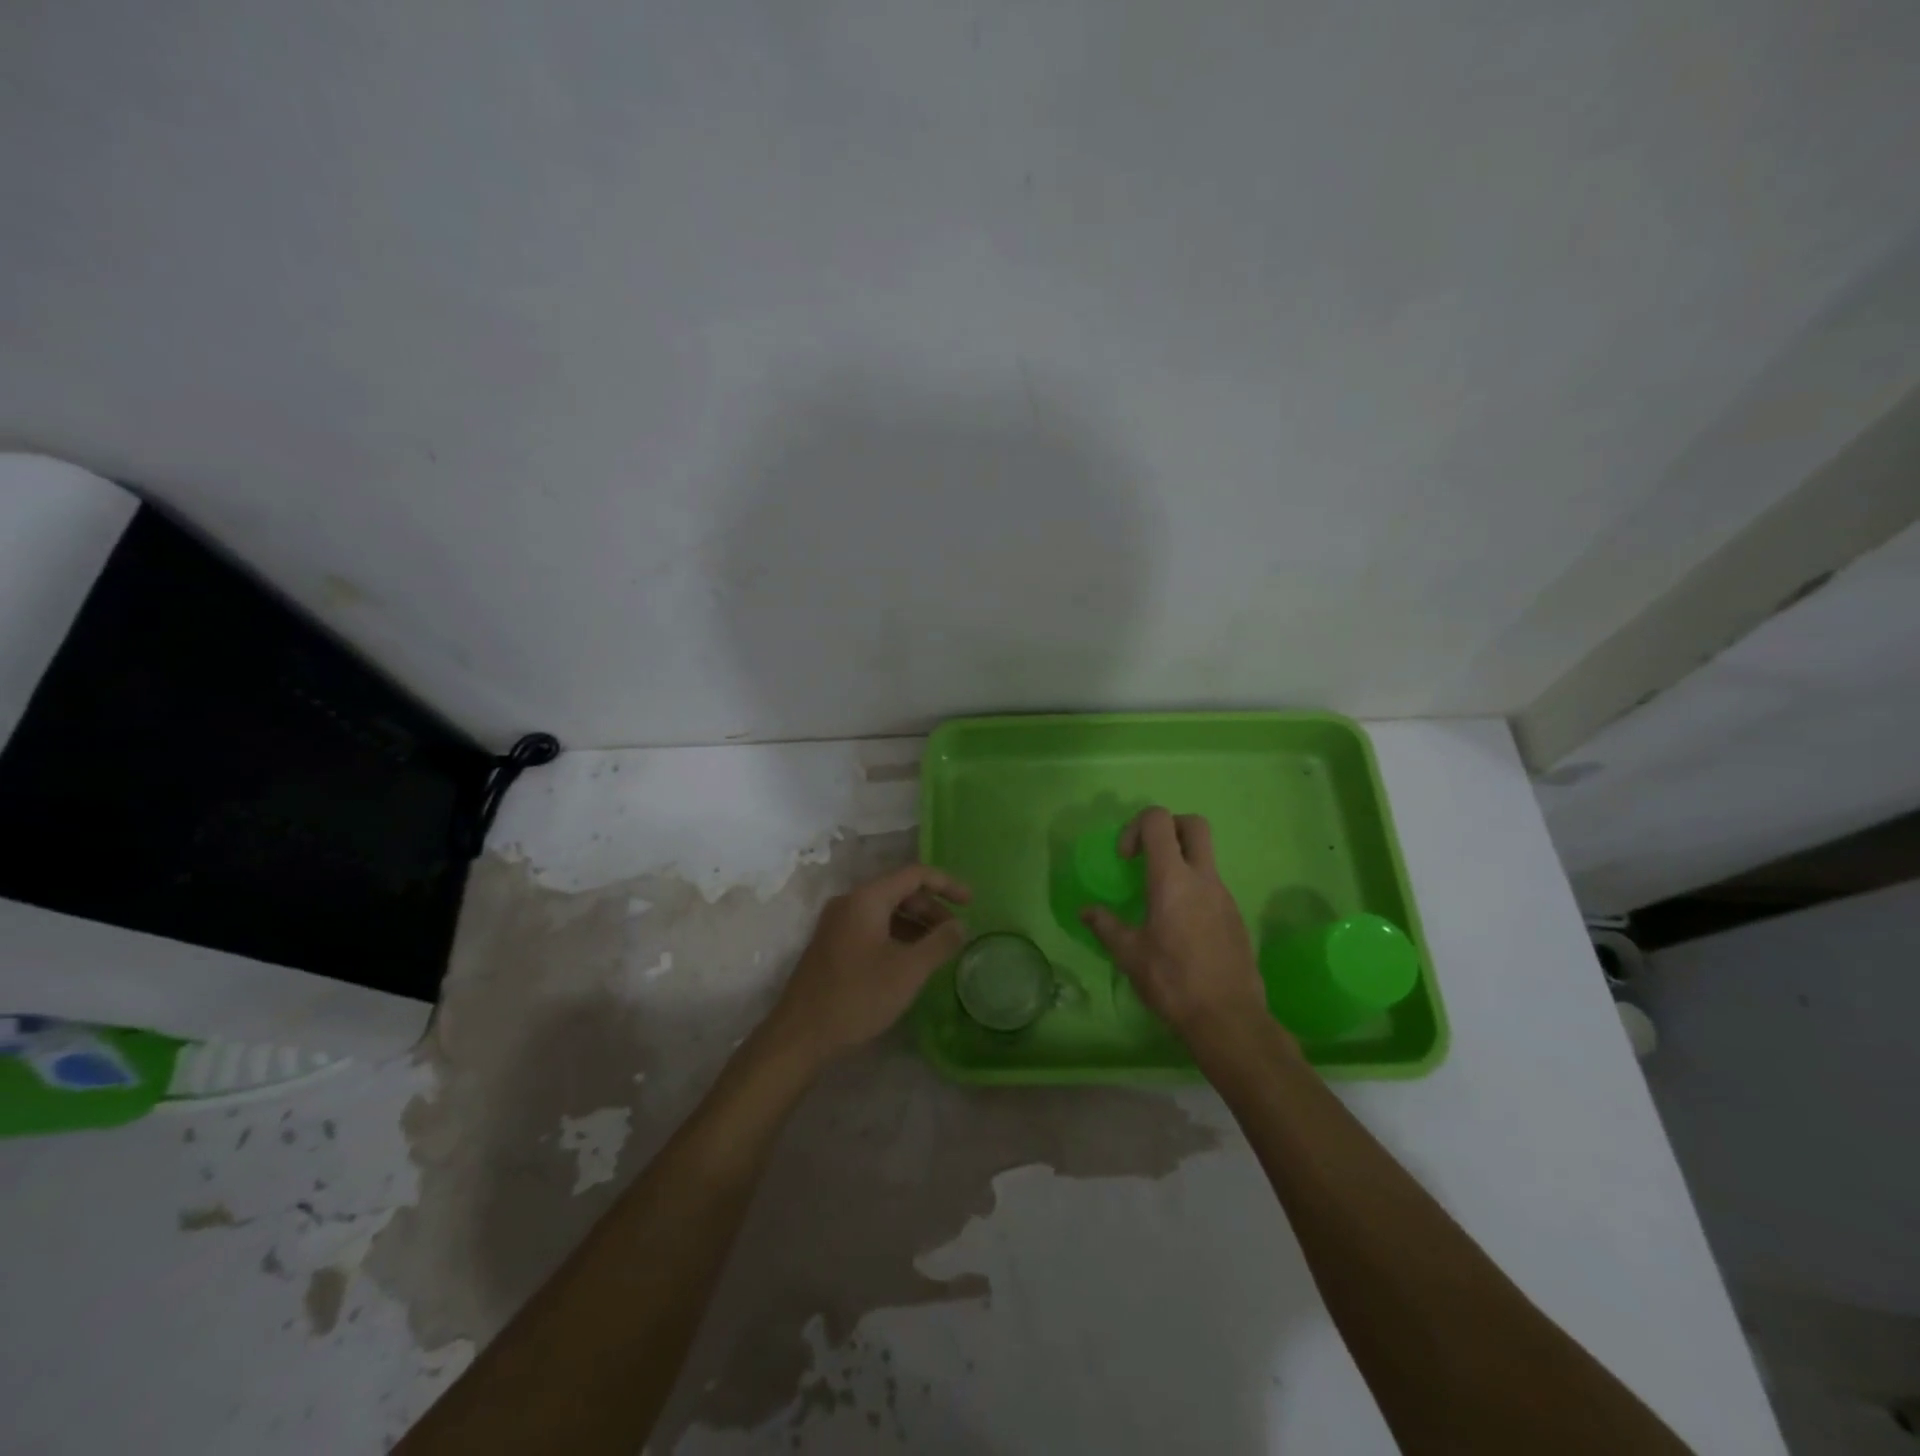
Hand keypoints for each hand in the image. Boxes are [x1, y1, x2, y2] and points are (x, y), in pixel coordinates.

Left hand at [766, 864, 971, 1064]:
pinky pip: (871, 927)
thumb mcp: (908, 971)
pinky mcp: (831, 945)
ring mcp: (837, 924)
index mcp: (866, 899)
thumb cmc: (858, 997)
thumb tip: (959, 926)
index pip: (914, 874)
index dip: (946, 884)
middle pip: (899, 890)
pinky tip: (909, 961)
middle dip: (931, 908)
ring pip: (885, 911)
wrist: (800, 1036)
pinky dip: (896, 935)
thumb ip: (939, 943)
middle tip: (955, 933)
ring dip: (915, 923)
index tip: (972, 903)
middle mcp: (849, 902)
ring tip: (937, 949)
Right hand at [1081, 808, 1273, 1054]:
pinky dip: (1194, 890)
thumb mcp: (1129, 954)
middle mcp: (1203, 878)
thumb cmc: (1172, 981)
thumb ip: (1106, 926)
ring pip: (1206, 857)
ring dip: (1181, 862)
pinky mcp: (1236, 916)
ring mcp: (1225, 896)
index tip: (1126, 858)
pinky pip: (1213, 886)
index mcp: (1172, 879)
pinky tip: (1181, 927)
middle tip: (1148, 856)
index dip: (1136, 826)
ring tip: (1159, 900)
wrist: (1229, 1019)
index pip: (1159, 820)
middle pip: (1194, 824)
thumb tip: (1086, 911)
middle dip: (1169, 827)